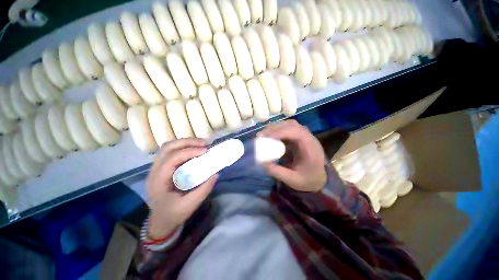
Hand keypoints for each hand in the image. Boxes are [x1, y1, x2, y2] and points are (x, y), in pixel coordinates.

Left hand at [146, 139, 217, 238]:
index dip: (189, 151)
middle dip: (187, 142)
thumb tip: (216, 174)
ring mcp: (157, 168)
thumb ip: (204, 189)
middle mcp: (154, 171)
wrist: (161, 221)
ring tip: (201, 144)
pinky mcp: (162, 168)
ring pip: (169, 147)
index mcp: (158, 181)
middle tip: (205, 143)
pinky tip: (194, 149)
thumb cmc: (173, 214)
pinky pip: (172, 151)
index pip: (172, 159)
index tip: (206, 151)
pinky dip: (184, 147)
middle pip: (168, 147)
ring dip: (185, 142)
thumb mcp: (190, 205)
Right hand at [258, 120, 326, 191]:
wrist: (318, 179)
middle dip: (275, 129)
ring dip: (276, 127)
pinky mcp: (300, 137)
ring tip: (264, 134)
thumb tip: (260, 162)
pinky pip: (289, 129)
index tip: (266, 136)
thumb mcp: (292, 180)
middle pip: (293, 126)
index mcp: (311, 149)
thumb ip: (276, 171)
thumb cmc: (307, 180)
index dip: (281, 132)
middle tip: (261, 135)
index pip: (298, 134)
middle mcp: (309, 139)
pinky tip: (271, 135)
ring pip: (290, 125)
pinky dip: (278, 130)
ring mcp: (305, 136)